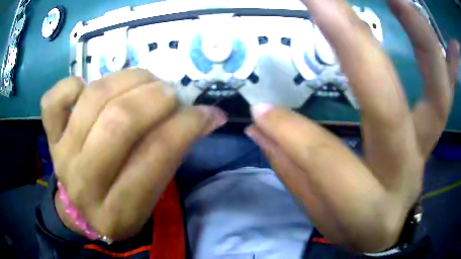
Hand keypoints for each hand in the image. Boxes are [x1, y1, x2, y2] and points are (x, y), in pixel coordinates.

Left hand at [41, 69, 226, 239]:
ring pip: (93, 99)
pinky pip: (53, 100)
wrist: (79, 211)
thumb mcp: (150, 199)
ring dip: (128, 79)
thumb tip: (206, 116)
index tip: (209, 113)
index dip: (187, 126)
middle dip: (155, 98)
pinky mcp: (49, 137)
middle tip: (172, 93)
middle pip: (119, 123)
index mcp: (117, 210)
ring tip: (145, 81)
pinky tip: (88, 89)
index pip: (155, 157)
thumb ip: (172, 156)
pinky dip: (73, 84)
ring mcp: (61, 155)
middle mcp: (84, 182)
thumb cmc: (119, 208)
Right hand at [246, 0, 459, 251]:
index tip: (261, 108)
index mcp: (370, 205)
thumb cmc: (355, 228)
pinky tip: (438, 31)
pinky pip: (446, 88)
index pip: (330, 163)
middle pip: (389, 103)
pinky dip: (445, 57)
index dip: (292, 133)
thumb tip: (261, 121)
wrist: (390, 233)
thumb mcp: (322, 215)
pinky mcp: (434, 128)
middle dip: (355, 42)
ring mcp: (427, 142)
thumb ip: (294, 169)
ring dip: (420, 35)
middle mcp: (406, 168)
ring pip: (438, 89)